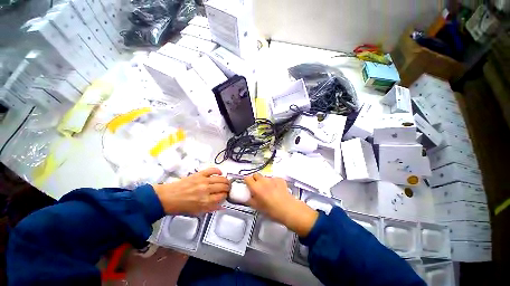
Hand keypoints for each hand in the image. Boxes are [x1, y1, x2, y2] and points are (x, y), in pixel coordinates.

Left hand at [153, 168, 229, 215]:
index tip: (225, 195)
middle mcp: (206, 190)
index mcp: (205, 201)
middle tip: (228, 188)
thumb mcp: (197, 212)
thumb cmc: (181, 207)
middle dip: (228, 188)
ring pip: (221, 178)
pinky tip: (220, 173)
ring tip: (226, 182)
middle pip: (223, 187)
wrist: (168, 197)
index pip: (222, 196)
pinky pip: (212, 170)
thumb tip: (222, 206)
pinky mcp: (199, 174)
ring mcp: (203, 181)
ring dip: (226, 180)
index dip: (226, 196)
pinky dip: (218, 170)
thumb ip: (211, 209)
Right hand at [244, 174, 317, 236]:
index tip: (248, 186)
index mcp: (255, 187)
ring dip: (264, 181)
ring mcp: (272, 178)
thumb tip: (247, 196)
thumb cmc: (271, 210)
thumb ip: (250, 199)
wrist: (288, 208)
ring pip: (265, 177)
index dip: (247, 181)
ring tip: (269, 190)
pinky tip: (277, 189)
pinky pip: (273, 179)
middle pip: (255, 175)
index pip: (247, 178)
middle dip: (255, 180)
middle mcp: (262, 180)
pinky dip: (273, 182)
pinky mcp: (279, 178)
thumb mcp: (257, 207)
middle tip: (258, 188)